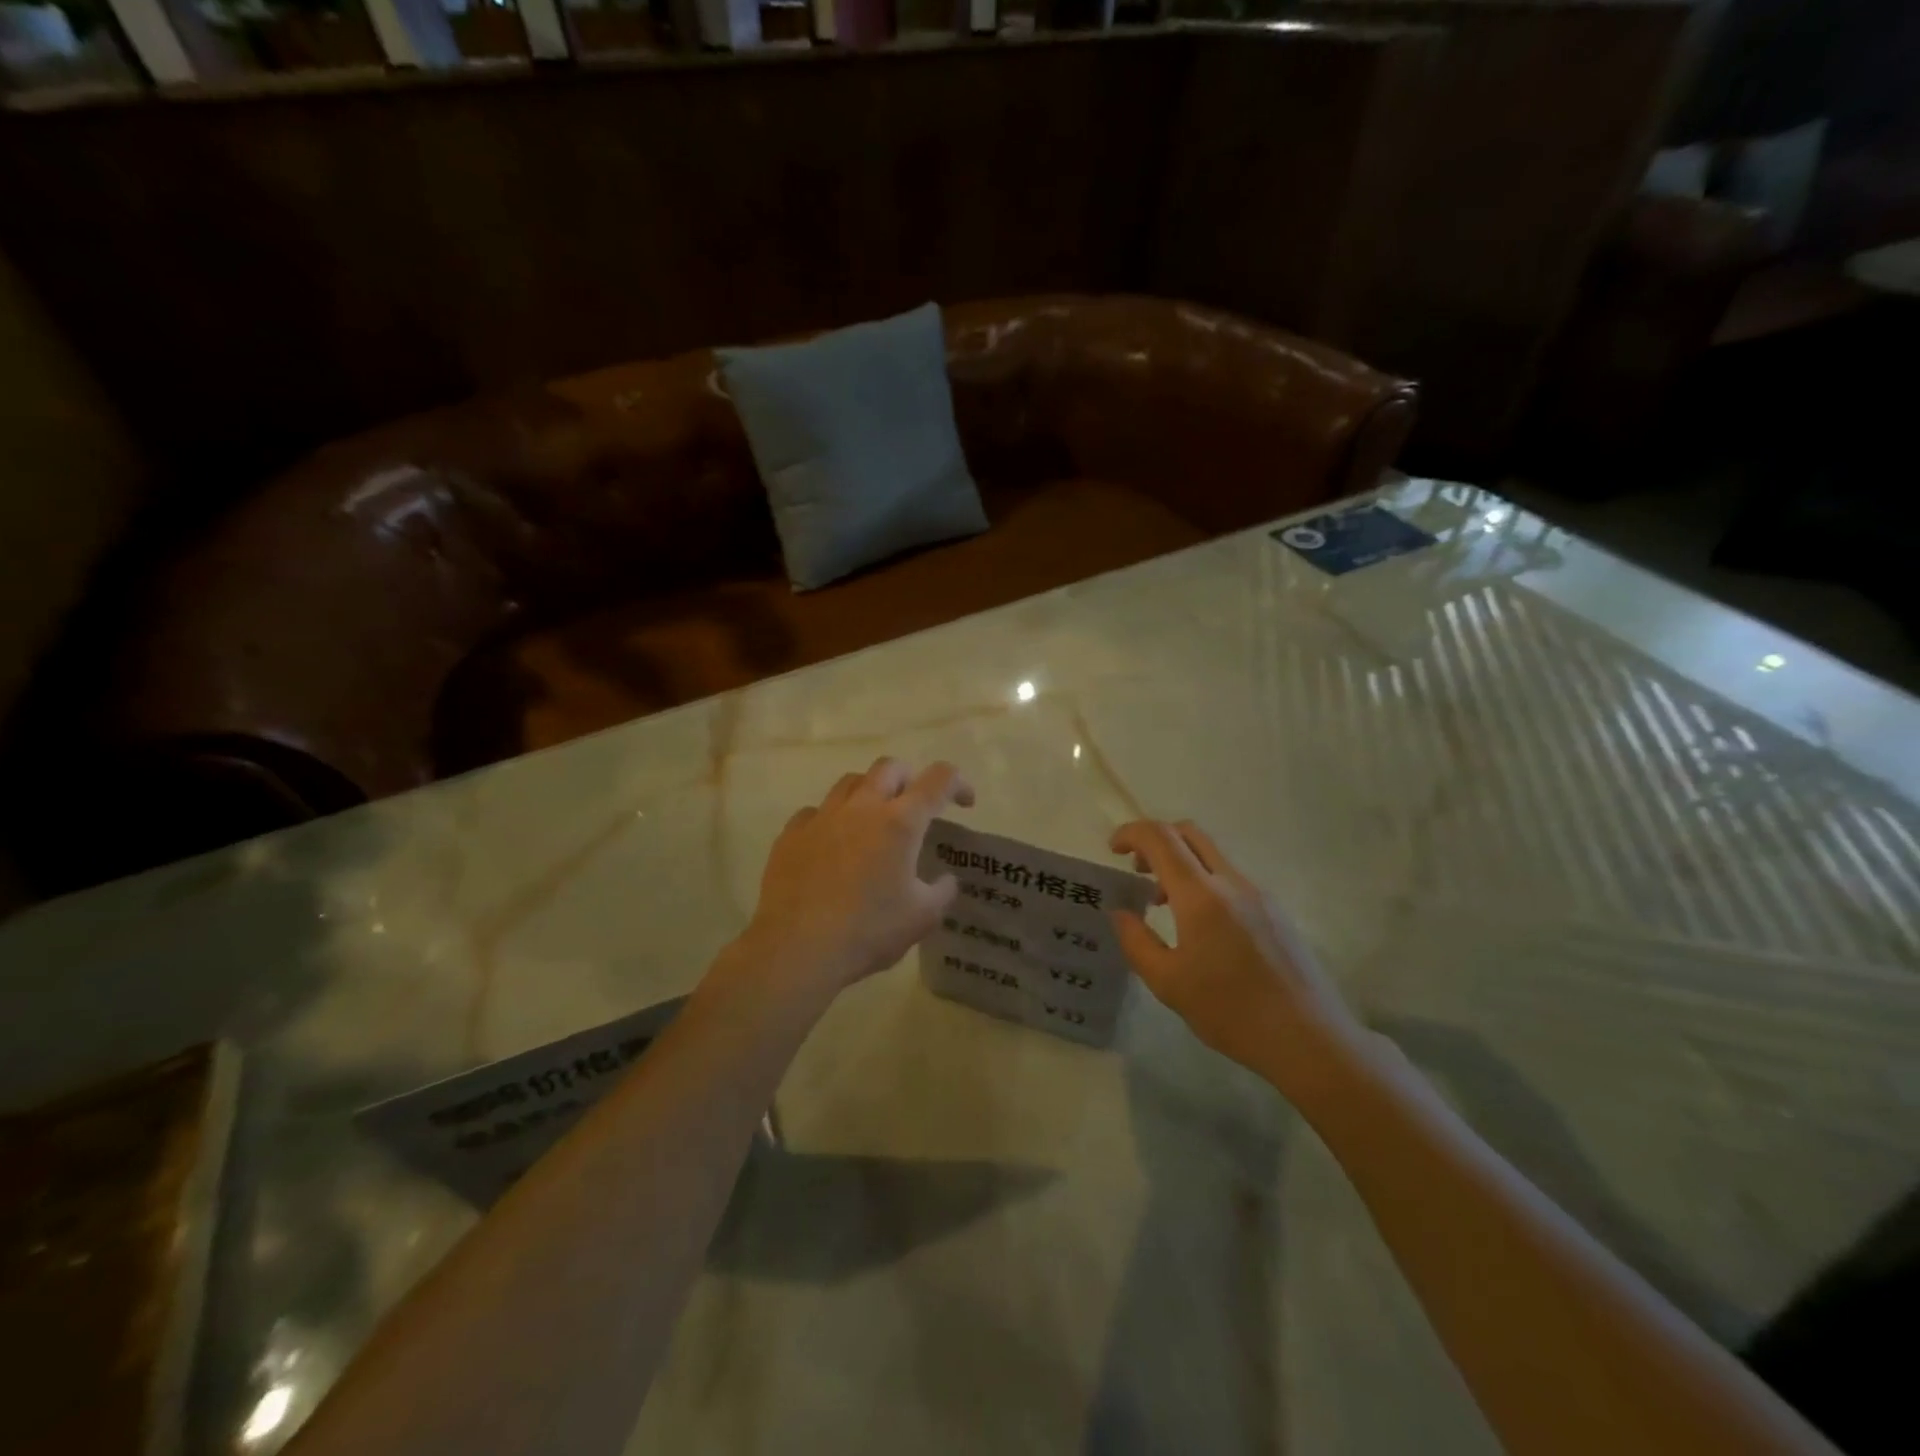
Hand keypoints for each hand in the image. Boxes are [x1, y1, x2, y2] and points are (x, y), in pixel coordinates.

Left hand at [742, 758, 974, 994]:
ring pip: (850, 782)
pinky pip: (816, 811)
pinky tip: (833, 844)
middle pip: (890, 767)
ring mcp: (822, 817)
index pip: (939, 779)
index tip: (965, 803)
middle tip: (915, 806)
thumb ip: (942, 892)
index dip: (959, 783)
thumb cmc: (868, 931)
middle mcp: (862, 807)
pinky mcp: (791, 834)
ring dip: (870, 792)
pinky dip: (832, 820)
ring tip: (874, 821)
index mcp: (901, 822)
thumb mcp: (923, 918)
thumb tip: (945, 879)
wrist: (797, 948)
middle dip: (910, 778)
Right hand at [1109, 820, 1367, 1094]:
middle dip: (1156, 840)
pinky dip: (1204, 882)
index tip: (1113, 849)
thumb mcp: (1168, 983)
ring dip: (1181, 863)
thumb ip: (1137, 941)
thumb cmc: (1231, 1012)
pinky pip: (1231, 879)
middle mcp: (1232, 883)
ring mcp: (1259, 894)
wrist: (1308, 1039)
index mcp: (1201, 896)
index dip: (1132, 833)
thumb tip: (1122, 913)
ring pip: (1212, 855)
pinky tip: (1201, 926)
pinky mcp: (1275, 911)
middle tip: (1137, 870)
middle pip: (1189, 833)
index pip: (1161, 838)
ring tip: (1164, 903)